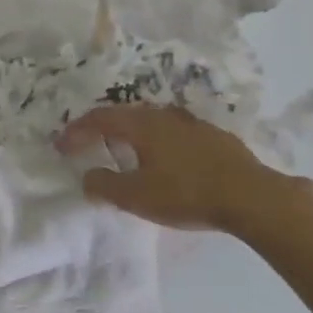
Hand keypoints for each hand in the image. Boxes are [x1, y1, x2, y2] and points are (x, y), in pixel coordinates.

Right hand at [59, 103, 302, 233]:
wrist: (251, 196)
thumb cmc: (187, 194)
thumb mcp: (137, 197)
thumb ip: (105, 186)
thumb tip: (87, 177)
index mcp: (141, 125)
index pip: (99, 119)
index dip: (76, 131)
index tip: (61, 145)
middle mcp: (163, 115)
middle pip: (124, 116)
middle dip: (101, 130)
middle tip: (87, 146)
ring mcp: (191, 123)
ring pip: (150, 123)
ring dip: (130, 135)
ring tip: (122, 154)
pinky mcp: (212, 136)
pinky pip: (172, 133)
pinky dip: (155, 143)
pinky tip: (163, 161)